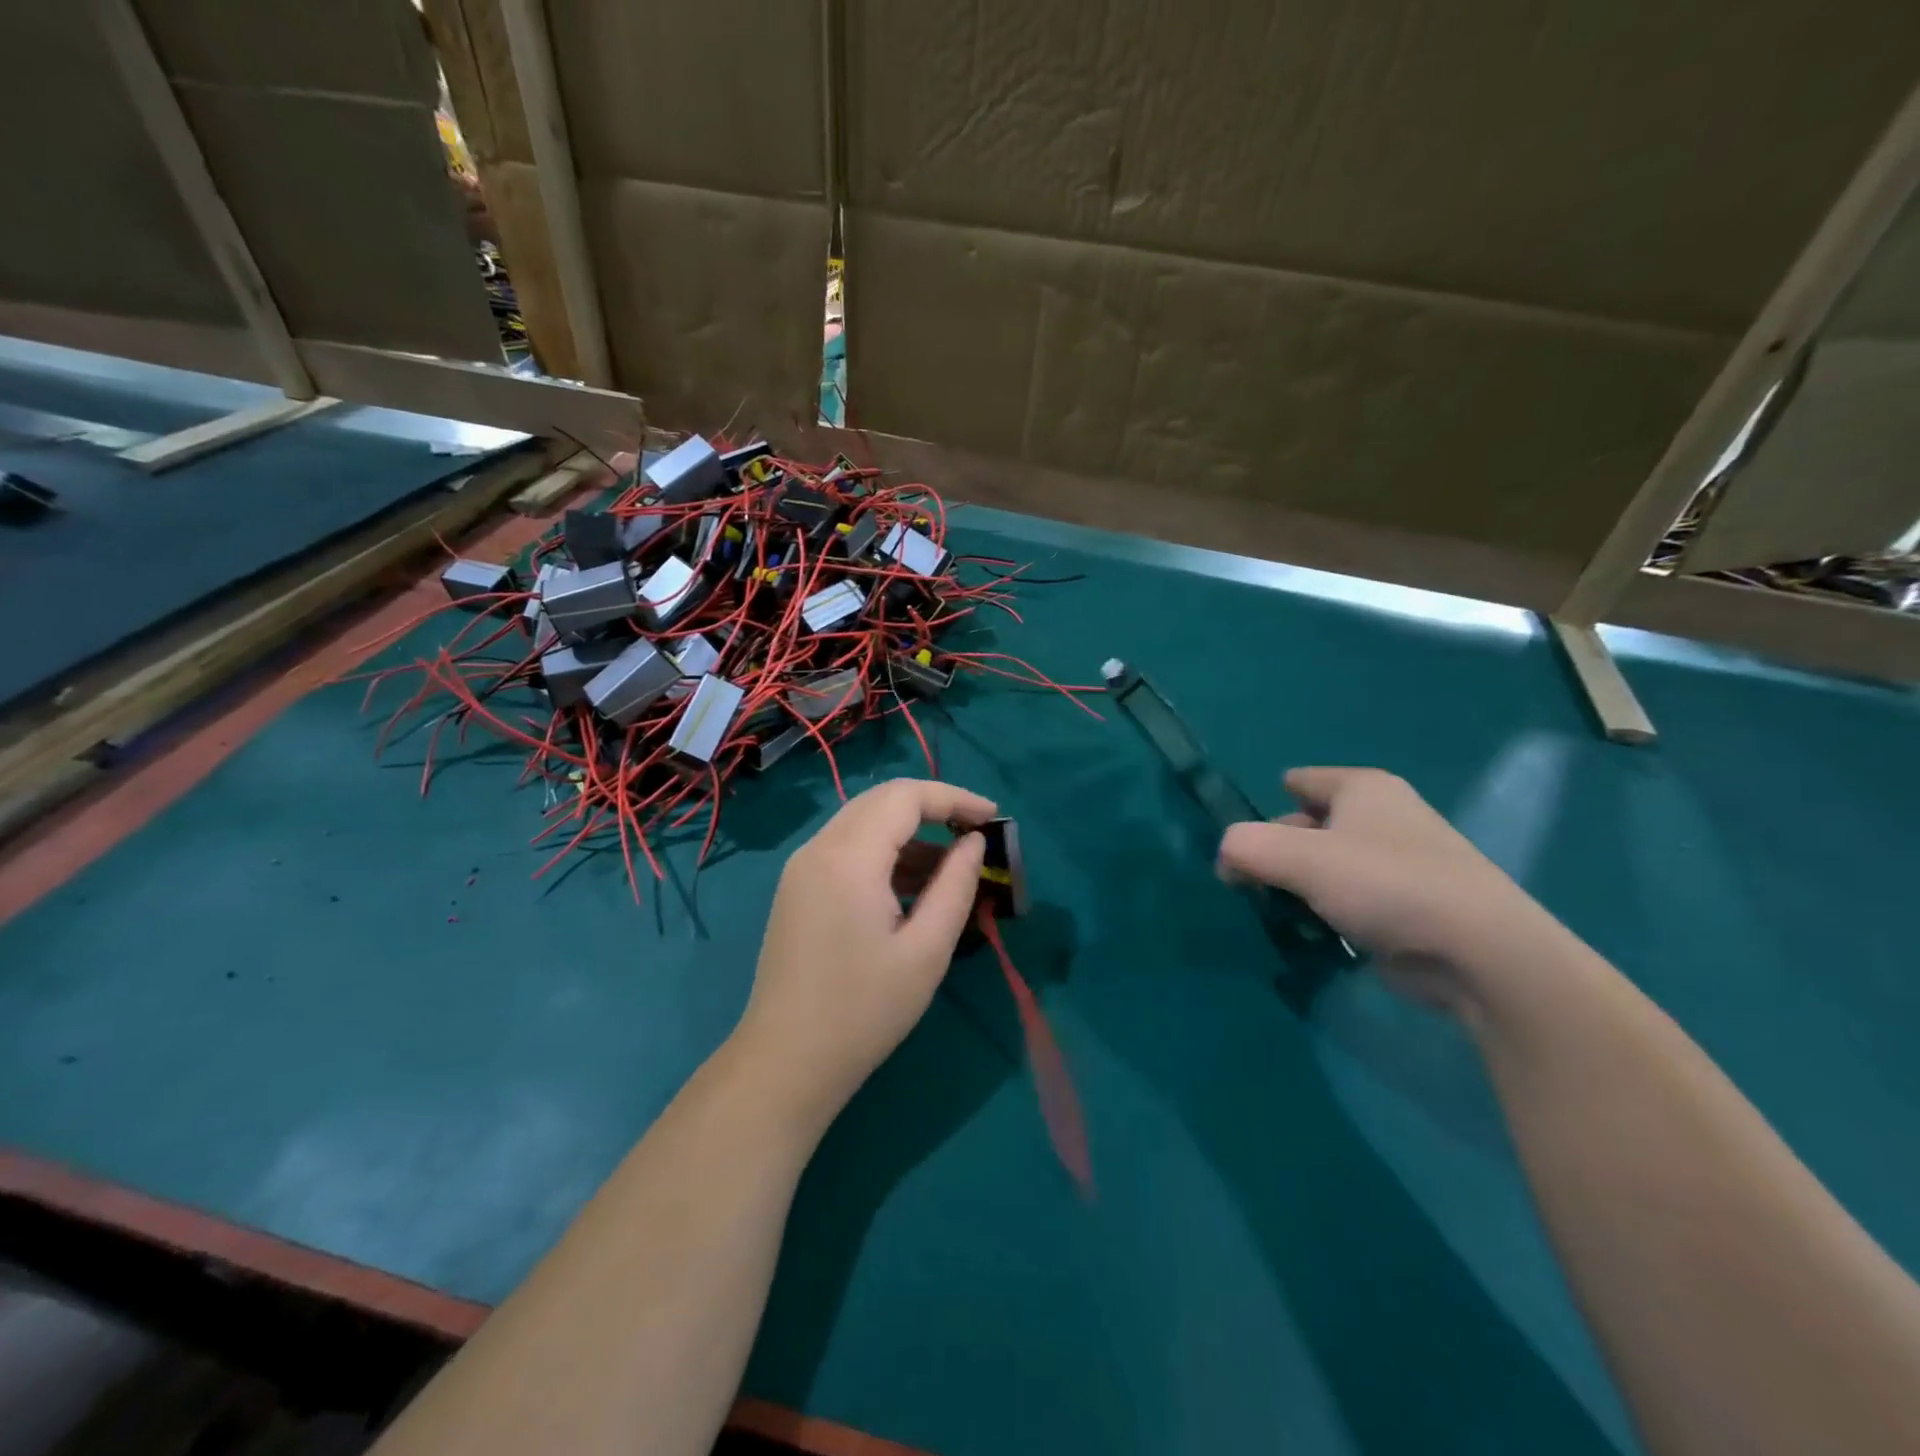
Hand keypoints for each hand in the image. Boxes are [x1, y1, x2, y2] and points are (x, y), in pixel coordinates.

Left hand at [733, 778, 995, 1133]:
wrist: (787, 1061)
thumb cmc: (864, 1010)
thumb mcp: (926, 950)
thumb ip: (955, 885)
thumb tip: (973, 843)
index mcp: (848, 858)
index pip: (904, 797)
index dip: (954, 798)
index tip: (993, 817)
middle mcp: (818, 848)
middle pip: (881, 800)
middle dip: (933, 807)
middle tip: (977, 832)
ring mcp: (802, 867)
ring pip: (863, 822)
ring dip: (910, 831)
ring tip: (953, 866)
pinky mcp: (798, 887)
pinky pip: (847, 848)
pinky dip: (885, 852)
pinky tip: (913, 885)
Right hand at [1217, 767, 1567, 1011]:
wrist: (1480, 953)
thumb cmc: (1385, 884)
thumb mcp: (1298, 858)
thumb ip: (1246, 847)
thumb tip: (1225, 860)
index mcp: (1364, 788)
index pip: (1303, 781)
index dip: (1270, 803)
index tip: (1246, 840)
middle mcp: (1385, 817)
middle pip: (1311, 825)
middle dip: (1280, 851)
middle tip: (1251, 883)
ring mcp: (1403, 863)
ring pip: (1331, 866)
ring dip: (1302, 887)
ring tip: (1279, 913)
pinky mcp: (1412, 907)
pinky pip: (1353, 900)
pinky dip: (1331, 912)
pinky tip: (1315, 934)